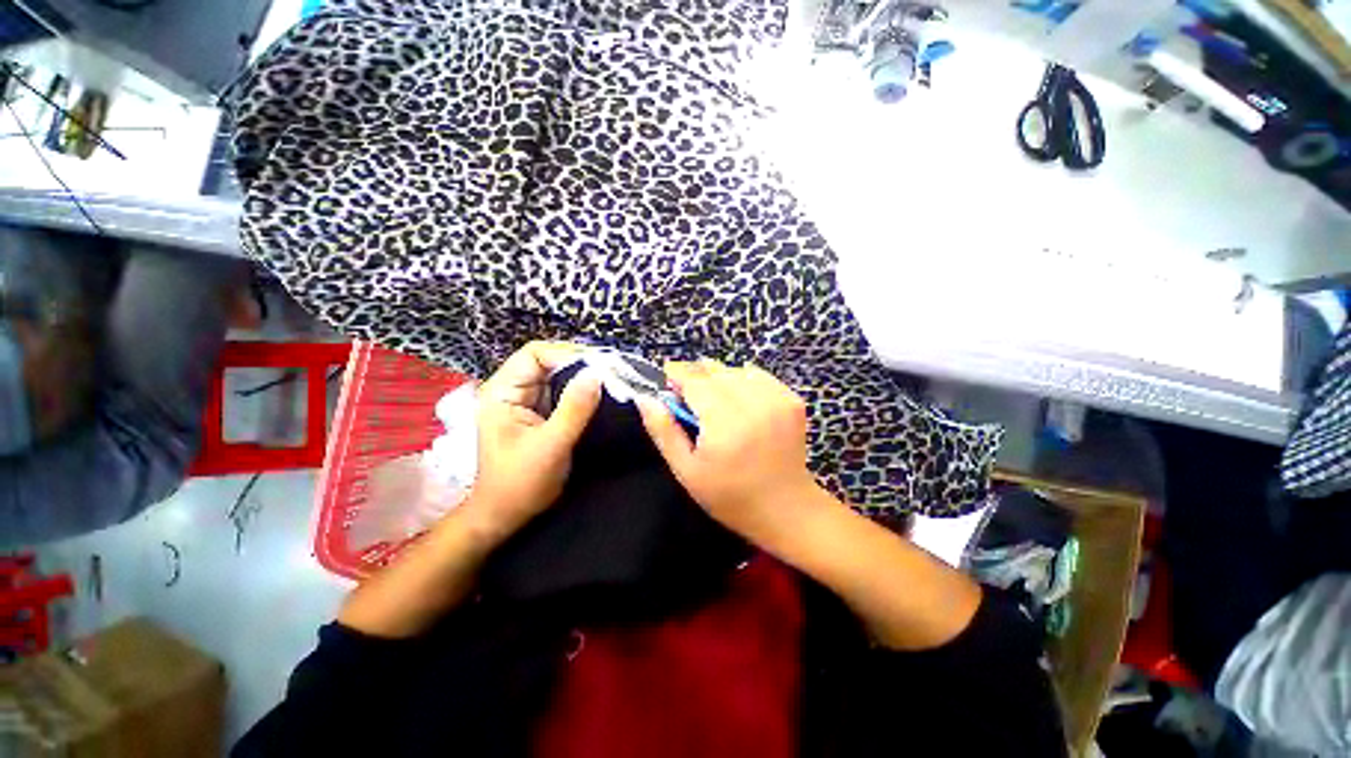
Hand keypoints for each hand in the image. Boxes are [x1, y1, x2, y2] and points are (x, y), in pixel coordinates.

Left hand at [465, 341, 601, 540]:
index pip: (534, 354)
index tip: (599, 366)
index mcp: (502, 392)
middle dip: (579, 364)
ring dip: (583, 377)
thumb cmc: (520, 484)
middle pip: (548, 361)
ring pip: (558, 376)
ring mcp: (527, 401)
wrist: (506, 516)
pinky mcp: (540, 413)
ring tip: (611, 380)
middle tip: (611, 372)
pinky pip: (563, 392)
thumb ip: (574, 409)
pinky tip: (601, 395)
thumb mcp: (550, 446)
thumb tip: (597, 373)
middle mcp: (513, 390)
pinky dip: (582, 391)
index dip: (566, 354)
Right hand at [637, 359, 821, 542]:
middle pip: (716, 371)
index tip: (666, 380)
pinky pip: (758, 376)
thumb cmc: (730, 496)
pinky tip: (741, 404)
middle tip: (690, 400)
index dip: (677, 374)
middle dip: (697, 378)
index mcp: (725, 423)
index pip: (695, 379)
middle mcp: (754, 404)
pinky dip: (744, 383)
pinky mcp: (792, 400)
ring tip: (717, 404)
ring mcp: (777, 399)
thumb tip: (645, 398)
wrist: (786, 509)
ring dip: (720, 380)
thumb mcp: (686, 471)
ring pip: (736, 370)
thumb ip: (663, 431)